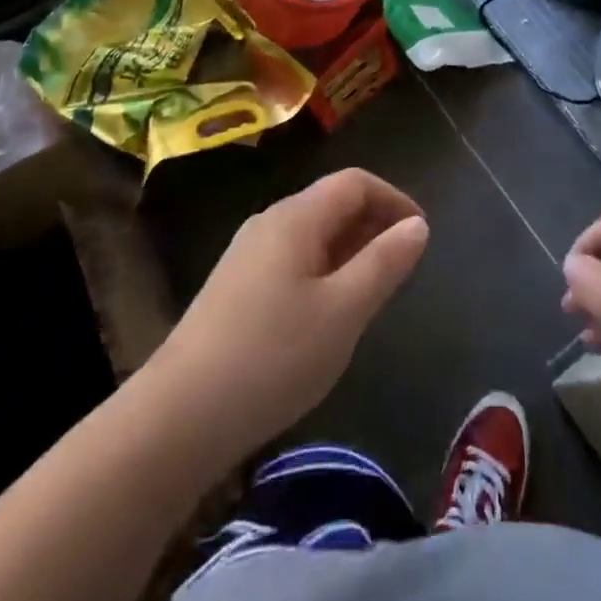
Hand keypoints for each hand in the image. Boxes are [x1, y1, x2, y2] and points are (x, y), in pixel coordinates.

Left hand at [150, 169, 428, 459]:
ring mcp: (247, 255)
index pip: (355, 182)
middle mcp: (269, 222)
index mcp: (296, 217)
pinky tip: (327, 314)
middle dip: (374, 224)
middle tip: (403, 266)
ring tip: (372, 292)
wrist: (178, 417)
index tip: (421, 235)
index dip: (394, 199)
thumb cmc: (273, 356)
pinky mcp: (235, 287)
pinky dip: (324, 270)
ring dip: (350, 250)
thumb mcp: (344, 311)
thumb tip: (417, 224)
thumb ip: (385, 263)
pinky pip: (292, 260)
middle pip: (332, 203)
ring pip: (312, 234)